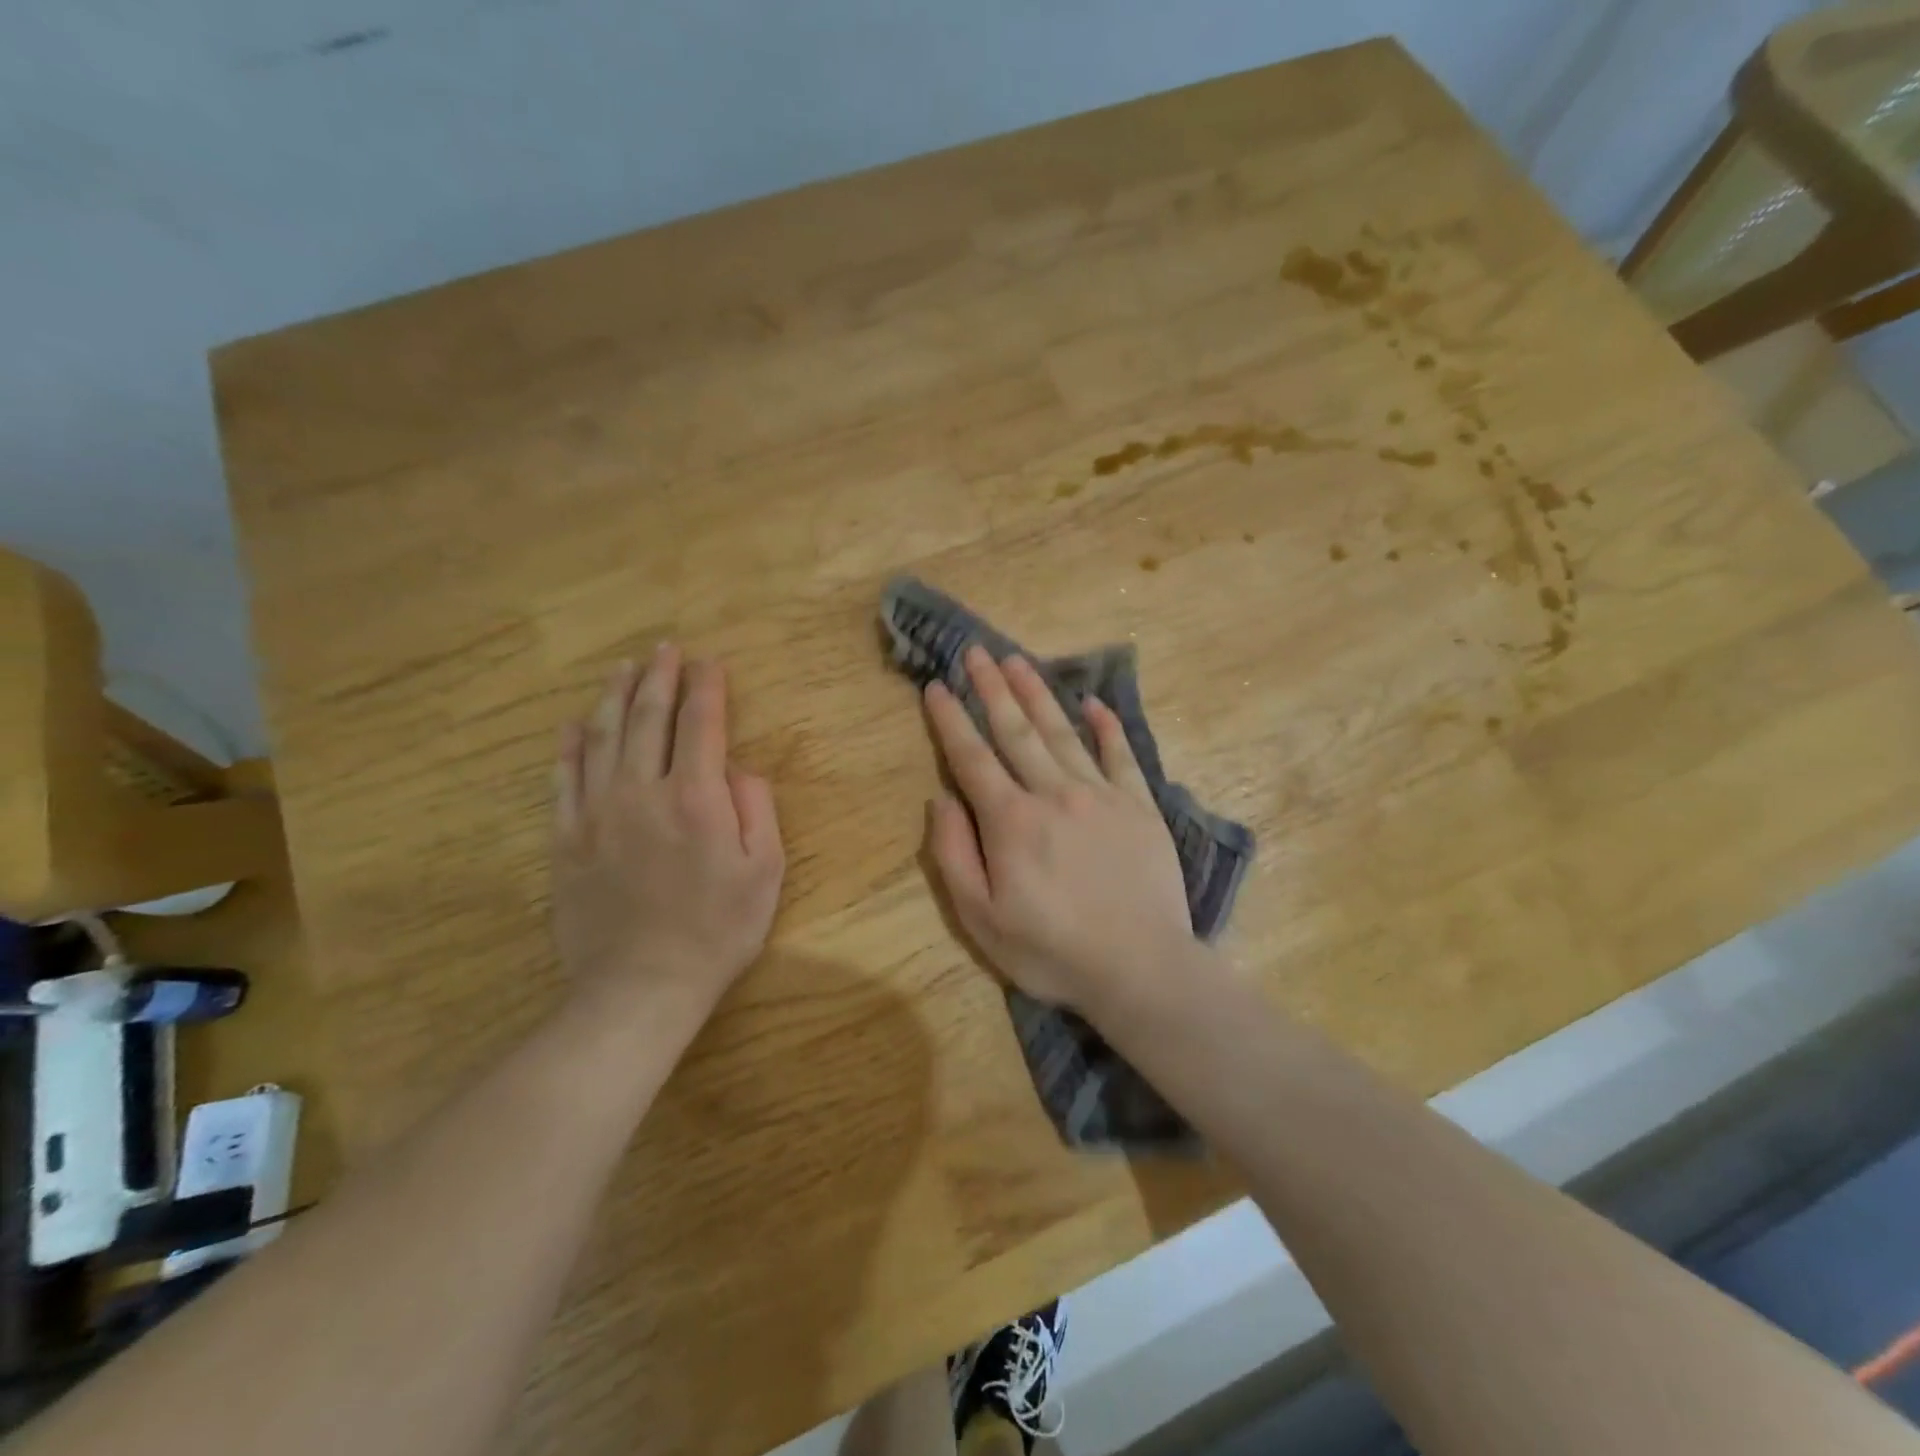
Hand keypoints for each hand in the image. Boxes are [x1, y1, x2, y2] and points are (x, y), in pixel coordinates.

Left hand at [552, 646, 783, 1027]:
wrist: (640, 986)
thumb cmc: (717, 930)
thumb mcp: (765, 871)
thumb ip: (757, 809)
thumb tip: (738, 769)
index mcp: (697, 797)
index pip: (701, 724)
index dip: (707, 688)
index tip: (710, 663)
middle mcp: (643, 791)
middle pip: (649, 718)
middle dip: (659, 677)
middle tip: (665, 649)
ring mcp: (597, 812)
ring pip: (603, 737)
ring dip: (615, 696)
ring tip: (624, 668)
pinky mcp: (566, 838)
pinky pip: (564, 778)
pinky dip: (570, 745)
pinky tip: (575, 723)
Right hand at [922, 647, 1191, 1010]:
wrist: (1141, 968)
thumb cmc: (1051, 951)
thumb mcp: (981, 918)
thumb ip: (954, 855)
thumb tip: (940, 800)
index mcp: (1011, 820)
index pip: (971, 758)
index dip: (950, 720)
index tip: (936, 686)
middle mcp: (1054, 793)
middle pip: (1016, 730)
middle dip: (991, 688)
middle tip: (975, 650)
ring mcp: (1102, 795)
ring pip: (1062, 732)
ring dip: (1037, 693)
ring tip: (1017, 660)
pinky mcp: (1140, 806)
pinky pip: (1120, 755)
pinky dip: (1106, 726)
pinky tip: (1094, 703)